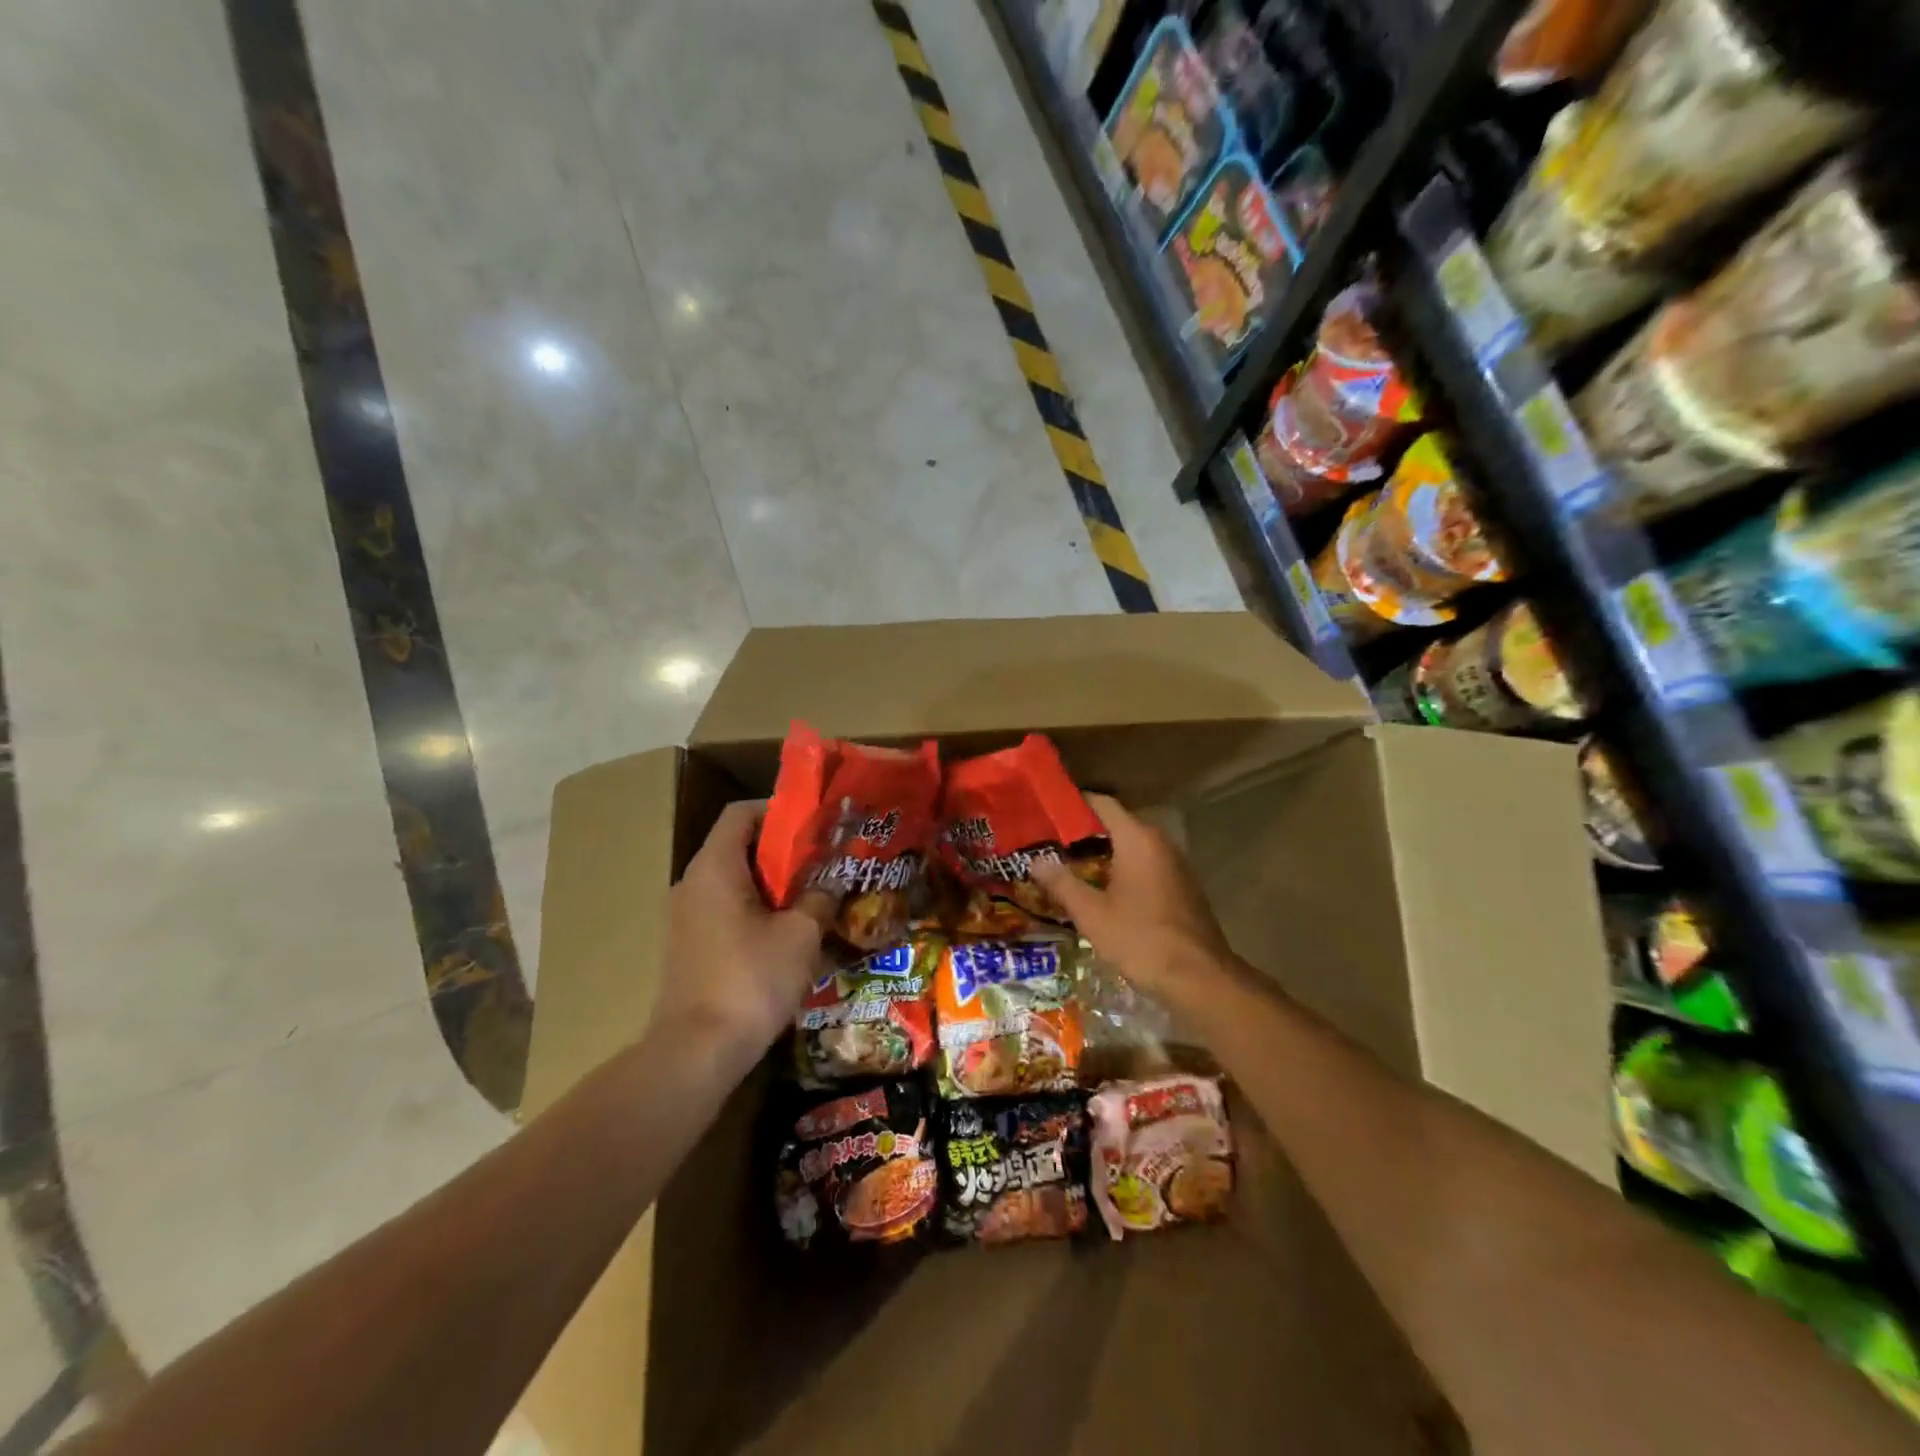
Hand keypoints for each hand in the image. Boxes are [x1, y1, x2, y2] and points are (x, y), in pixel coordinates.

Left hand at [658, 801, 835, 1054]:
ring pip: (734, 881)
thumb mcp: (801, 935)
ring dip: (773, 884)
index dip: (779, 811)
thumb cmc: (751, 980)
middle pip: (739, 846)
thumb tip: (832, 881)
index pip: (741, 813)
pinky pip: (725, 910)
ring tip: (814, 895)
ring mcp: (685, 917)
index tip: (815, 824)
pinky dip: (757, 909)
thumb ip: (819, 898)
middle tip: (825, 861)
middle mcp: (692, 883)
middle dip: (784, 850)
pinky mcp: (689, 947)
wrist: (695, 1053)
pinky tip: (789, 933)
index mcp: (715, 867)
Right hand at [1031, 793, 1232, 1002]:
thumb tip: (1036, 860)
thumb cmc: (1141, 939)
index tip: (1046, 810)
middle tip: (1048, 842)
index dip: (1073, 803)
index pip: (1102, 804)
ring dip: (1102, 852)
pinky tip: (1100, 889)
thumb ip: (1062, 882)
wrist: (1200, 979)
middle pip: (1116, 824)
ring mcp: (1175, 864)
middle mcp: (1159, 842)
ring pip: (1131, 846)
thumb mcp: (1092, 913)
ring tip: (1068, 864)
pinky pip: (1145, 865)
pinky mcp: (1182, 887)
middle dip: (1083, 832)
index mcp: (1137, 839)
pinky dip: (1121, 869)